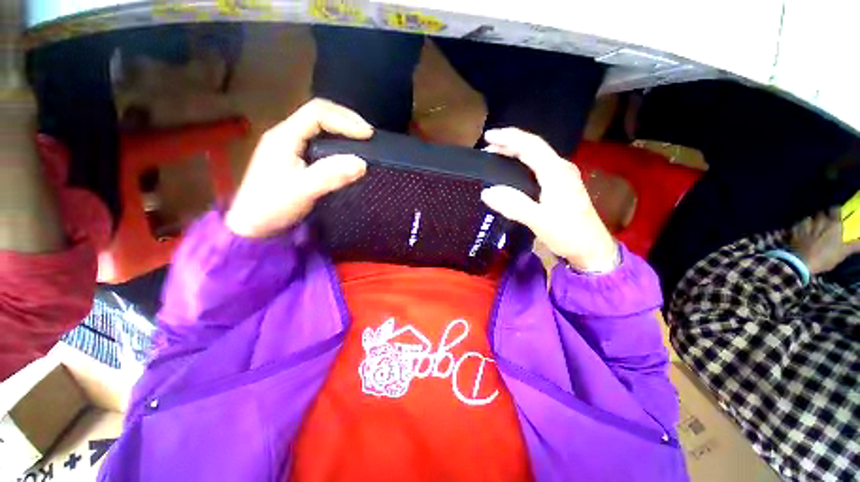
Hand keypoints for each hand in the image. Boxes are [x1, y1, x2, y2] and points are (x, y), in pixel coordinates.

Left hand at [225, 99, 372, 237]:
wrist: (252, 225)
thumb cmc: (272, 207)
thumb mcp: (302, 191)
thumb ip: (330, 176)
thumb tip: (362, 163)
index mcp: (284, 136)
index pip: (317, 113)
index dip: (345, 120)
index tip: (368, 135)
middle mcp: (286, 135)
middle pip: (319, 114)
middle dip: (346, 121)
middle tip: (369, 136)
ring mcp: (289, 146)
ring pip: (319, 127)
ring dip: (343, 130)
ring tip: (362, 141)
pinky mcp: (295, 158)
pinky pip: (319, 142)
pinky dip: (338, 143)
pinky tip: (347, 153)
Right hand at [480, 128, 617, 271]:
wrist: (591, 248)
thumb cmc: (568, 233)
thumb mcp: (539, 220)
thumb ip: (513, 205)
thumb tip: (487, 192)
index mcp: (556, 172)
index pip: (530, 145)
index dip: (508, 138)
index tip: (487, 136)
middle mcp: (560, 168)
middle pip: (533, 147)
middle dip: (509, 143)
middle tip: (487, 148)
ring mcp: (562, 176)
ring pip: (536, 156)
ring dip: (515, 152)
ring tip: (496, 155)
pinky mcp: (560, 186)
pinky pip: (538, 167)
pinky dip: (522, 163)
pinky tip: (513, 170)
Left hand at [790, 208, 859, 274]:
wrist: (801, 262)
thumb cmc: (824, 258)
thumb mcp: (843, 252)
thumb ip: (854, 244)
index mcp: (833, 224)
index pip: (835, 209)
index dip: (836, 211)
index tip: (836, 215)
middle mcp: (819, 220)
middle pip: (821, 213)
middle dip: (823, 216)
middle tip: (824, 224)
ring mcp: (804, 224)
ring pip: (808, 218)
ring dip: (810, 221)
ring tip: (812, 228)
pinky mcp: (793, 230)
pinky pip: (796, 225)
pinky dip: (798, 227)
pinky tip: (799, 232)